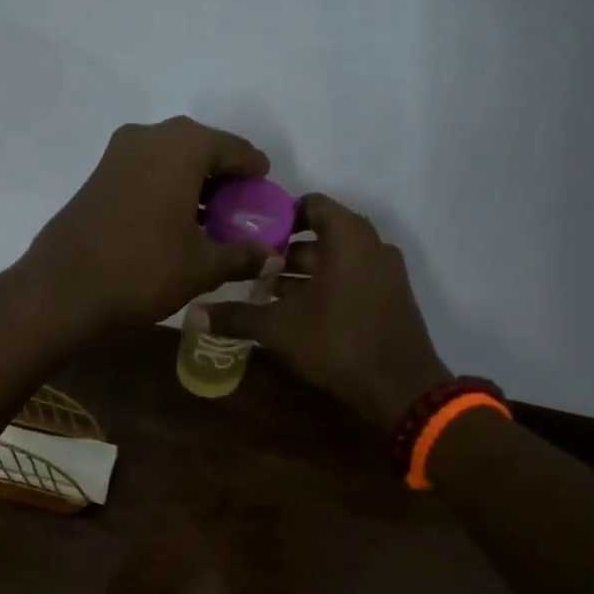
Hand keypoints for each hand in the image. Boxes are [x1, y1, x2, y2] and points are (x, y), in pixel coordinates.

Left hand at [17, 117, 278, 337]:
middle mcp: (149, 136)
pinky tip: (176, 223)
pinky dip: (167, 190)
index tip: (267, 194)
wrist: (63, 289)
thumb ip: (242, 256)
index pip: (234, 149)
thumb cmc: (142, 270)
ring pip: (171, 160)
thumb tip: (271, 257)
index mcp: (182, 146)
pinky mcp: (98, 176)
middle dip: (225, 179)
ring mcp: (118, 154)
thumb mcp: (202, 267)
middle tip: (242, 210)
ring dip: (194, 185)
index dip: (255, 172)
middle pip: (201, 150)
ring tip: (213, 221)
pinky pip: (146, 173)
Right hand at [207, 193, 450, 432]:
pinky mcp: (390, 297)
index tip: (249, 233)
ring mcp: (385, 272)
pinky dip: (325, 286)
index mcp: (348, 237)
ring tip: (264, 293)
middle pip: (321, 235)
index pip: (311, 204)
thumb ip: (237, 316)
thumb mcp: (280, 329)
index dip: (279, 215)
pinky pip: (352, 278)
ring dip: (302, 273)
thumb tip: (193, 313)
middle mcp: (371, 245)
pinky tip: (296, 312)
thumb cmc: (339, 344)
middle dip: (284, 251)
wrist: (401, 388)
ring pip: (336, 260)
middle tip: (248, 267)